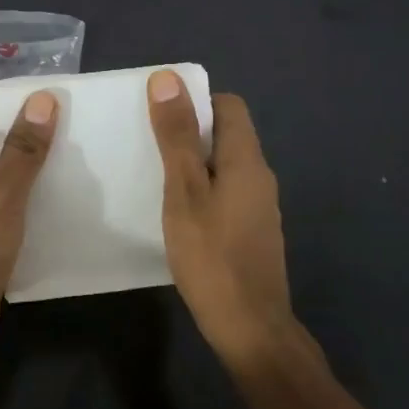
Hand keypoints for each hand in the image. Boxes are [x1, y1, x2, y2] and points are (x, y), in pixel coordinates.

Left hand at [0, 90, 56, 371]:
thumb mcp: (1, 194)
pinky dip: (38, 197)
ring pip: (9, 173)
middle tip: (75, 118)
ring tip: (80, 153)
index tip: (45, 90)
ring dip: (36, 163)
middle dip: (29, 126)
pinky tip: (67, 200)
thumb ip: (22, 149)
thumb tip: (42, 97)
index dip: (4, 94)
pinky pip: (17, 205)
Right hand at [147, 70, 298, 370]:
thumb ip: (177, 136)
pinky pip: (226, 192)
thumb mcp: (184, 191)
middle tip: (148, 144)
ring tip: (155, 175)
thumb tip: (168, 78)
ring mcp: (259, 207)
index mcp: (246, 159)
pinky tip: (177, 212)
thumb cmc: (212, 256)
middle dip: (189, 131)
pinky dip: (202, 190)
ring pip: (225, 165)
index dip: (196, 101)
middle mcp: (260, 176)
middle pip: (227, 134)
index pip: (229, 105)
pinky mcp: (252, 232)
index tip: (161, 114)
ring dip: (194, 163)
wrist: (251, 330)